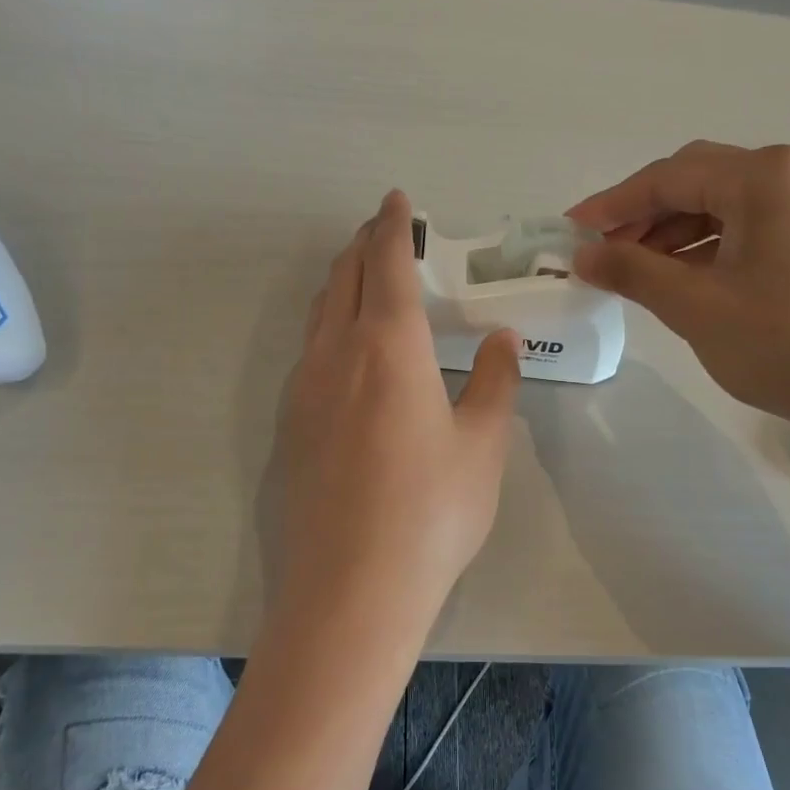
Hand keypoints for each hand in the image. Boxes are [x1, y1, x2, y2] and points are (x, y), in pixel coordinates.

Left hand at [271, 191, 521, 626]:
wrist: (350, 589)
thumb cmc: (430, 511)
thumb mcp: (482, 445)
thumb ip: (495, 382)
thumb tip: (501, 340)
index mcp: (389, 347)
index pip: (386, 264)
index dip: (392, 226)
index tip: (395, 200)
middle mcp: (337, 354)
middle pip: (343, 278)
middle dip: (362, 245)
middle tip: (383, 230)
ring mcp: (304, 390)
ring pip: (319, 313)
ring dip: (340, 282)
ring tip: (362, 278)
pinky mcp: (289, 425)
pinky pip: (308, 351)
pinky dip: (328, 325)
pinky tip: (345, 351)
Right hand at [567, 141, 789, 440]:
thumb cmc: (787, 344)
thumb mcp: (696, 306)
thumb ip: (632, 271)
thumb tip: (582, 255)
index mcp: (766, 176)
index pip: (669, 176)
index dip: (613, 203)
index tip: (571, 229)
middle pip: (698, 181)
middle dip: (644, 215)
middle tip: (604, 253)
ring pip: (725, 205)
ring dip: (676, 232)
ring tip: (638, 271)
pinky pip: (753, 226)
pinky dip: (712, 245)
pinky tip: (687, 278)